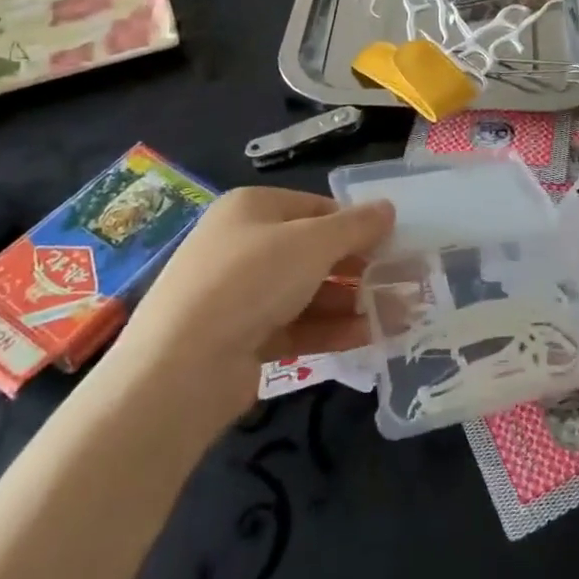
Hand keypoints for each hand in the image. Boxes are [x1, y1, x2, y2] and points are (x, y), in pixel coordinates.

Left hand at [114, 186, 392, 400]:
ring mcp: (239, 295)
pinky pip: (295, 326)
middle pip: (313, 251)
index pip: (317, 208)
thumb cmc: (252, 280)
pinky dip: (329, 330)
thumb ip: (357, 225)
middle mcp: (243, 245)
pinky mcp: (242, 339)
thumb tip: (388, 209)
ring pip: (307, 291)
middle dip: (358, 268)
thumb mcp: (314, 243)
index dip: (356, 225)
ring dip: (351, 302)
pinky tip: (367, 337)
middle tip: (398, 283)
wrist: (180, 370)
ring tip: (395, 315)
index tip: (392, 245)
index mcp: (253, 208)